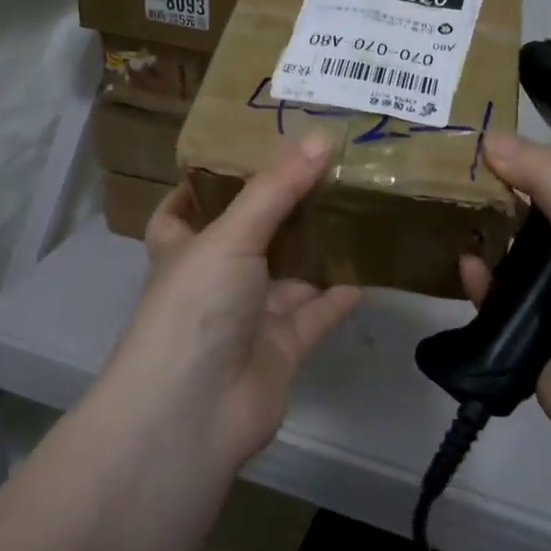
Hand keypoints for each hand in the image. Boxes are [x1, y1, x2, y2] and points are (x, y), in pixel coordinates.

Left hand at [104, 134, 361, 468]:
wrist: (194, 412)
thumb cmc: (196, 306)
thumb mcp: (231, 235)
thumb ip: (275, 188)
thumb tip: (319, 137)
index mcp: (184, 250)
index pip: (181, 211)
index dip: (199, 185)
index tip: (235, 153)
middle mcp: (214, 281)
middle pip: (247, 237)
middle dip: (279, 208)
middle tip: (321, 168)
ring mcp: (248, 317)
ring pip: (288, 274)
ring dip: (315, 248)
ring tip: (354, 205)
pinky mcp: (281, 349)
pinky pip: (316, 314)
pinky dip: (339, 295)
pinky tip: (369, 267)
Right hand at [459, 132, 550, 468]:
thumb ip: (546, 176)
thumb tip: (491, 136)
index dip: (541, 162)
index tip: (497, 138)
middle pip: (540, 222)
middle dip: (505, 199)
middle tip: (460, 168)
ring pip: (515, 262)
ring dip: (489, 240)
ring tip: (450, 206)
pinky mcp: (529, 339)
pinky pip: (497, 302)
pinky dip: (482, 285)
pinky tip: (466, 266)